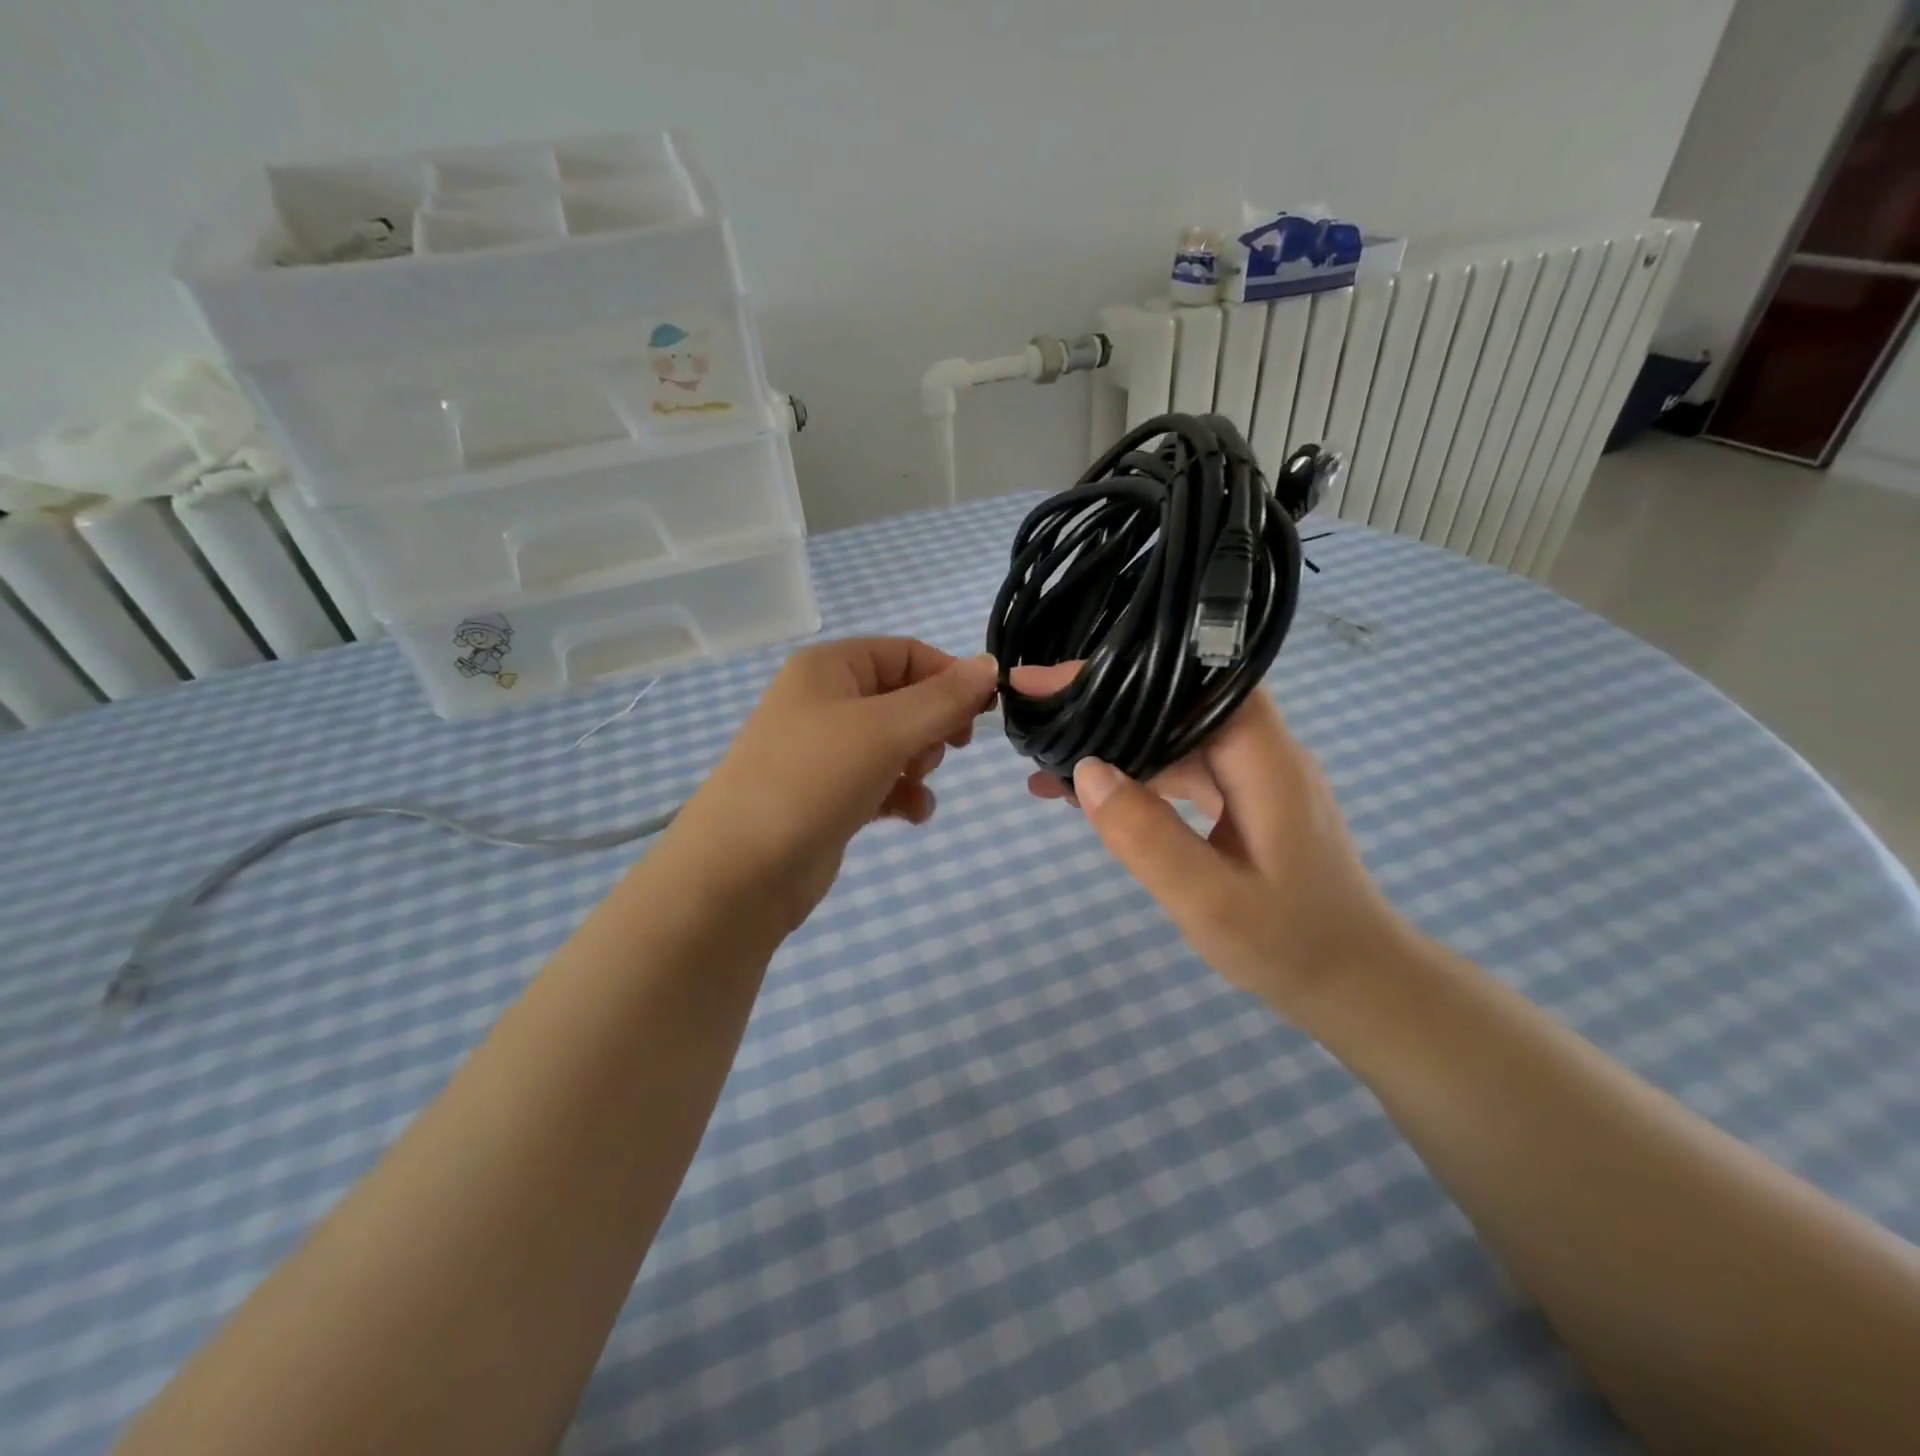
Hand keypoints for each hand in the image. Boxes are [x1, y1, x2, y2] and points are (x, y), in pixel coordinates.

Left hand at [669, 638, 997, 928]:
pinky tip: (911, 815)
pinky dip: (901, 794)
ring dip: (919, 762)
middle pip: (903, 698)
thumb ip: (943, 698)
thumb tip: (990, 665)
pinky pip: (880, 782)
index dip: (949, 676)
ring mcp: (823, 751)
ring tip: (915, 783)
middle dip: (932, 725)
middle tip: (945, 749)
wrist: (742, 870)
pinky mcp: (827, 795)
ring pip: (895, 743)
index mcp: (829, 668)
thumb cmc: (814, 779)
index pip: (906, 653)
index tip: (984, 711)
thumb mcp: (887, 730)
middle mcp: (824, 701)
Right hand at [1014, 663, 1414, 1019]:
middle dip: (1103, 701)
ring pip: (1174, 738)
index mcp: (1263, 757)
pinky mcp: (1245, 803)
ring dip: (1114, 743)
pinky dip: (1136, 778)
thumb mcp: (1209, 900)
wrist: (1359, 988)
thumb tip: (1086, 770)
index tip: (1051, 681)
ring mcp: (1254, 777)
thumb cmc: (1291, 946)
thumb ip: (1147, 835)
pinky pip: (1182, 773)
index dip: (1120, 671)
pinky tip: (1089, 797)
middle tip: (1034, 712)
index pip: (1188, 684)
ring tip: (1045, 759)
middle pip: (1176, 703)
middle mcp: (1262, 752)